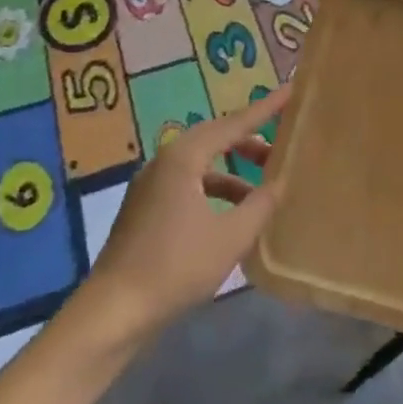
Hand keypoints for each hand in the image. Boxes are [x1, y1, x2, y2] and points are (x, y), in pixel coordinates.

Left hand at [84, 85, 290, 343]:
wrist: (112, 313)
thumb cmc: (175, 267)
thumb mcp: (230, 237)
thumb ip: (261, 205)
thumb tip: (281, 182)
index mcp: (184, 157)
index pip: (234, 124)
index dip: (265, 109)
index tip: (290, 91)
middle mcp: (164, 161)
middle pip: (215, 138)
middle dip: (249, 140)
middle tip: (281, 145)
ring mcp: (150, 185)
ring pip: (201, 163)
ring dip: (233, 169)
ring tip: (263, 186)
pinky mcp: (145, 208)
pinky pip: (188, 182)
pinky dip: (215, 188)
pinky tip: (232, 214)